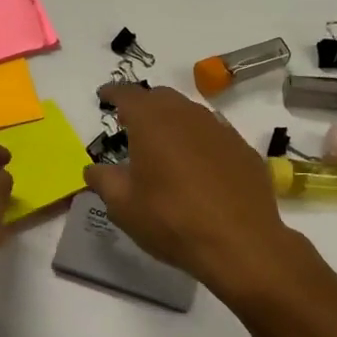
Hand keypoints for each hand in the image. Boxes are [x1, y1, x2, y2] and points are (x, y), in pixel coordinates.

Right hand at [86, 84, 296, 297]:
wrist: (240, 243)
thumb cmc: (172, 220)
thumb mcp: (124, 206)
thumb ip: (104, 181)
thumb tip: (94, 169)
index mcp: (152, 121)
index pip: (128, 94)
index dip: (113, 92)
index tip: (104, 95)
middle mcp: (187, 115)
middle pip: (161, 97)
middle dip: (144, 105)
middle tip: (131, 123)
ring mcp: (220, 129)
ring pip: (190, 113)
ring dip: (173, 121)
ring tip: (164, 144)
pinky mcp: (243, 149)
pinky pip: (214, 134)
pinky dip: (199, 141)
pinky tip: (198, 165)